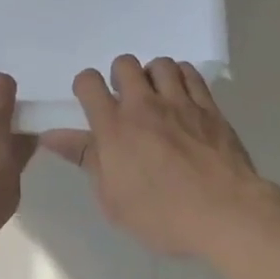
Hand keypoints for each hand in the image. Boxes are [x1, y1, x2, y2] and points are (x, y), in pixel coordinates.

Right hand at [44, 55, 279, 258]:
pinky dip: (182, 78)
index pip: (88, 82)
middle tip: (126, 102)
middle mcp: (143, 105)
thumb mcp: (113, 199)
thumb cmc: (163, 215)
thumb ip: (85, 160)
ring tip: (157, 97)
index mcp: (114, 126)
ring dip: (153, 75)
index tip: (90, 102)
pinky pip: (190, 73)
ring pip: (159, 63)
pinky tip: (183, 97)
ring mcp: (179, 101)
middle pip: (124, 63)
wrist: (227, 215)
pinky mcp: (208, 106)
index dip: (85, 86)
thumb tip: (52, 136)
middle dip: (120, 77)